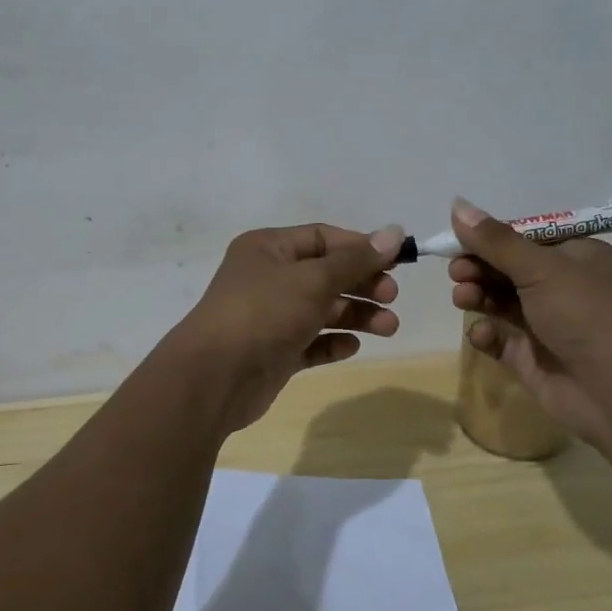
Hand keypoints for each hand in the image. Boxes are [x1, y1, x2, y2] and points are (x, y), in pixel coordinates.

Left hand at [165, 223, 405, 430]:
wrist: (215, 377)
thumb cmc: (264, 313)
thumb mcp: (314, 279)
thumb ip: (356, 260)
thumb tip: (395, 233)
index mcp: (269, 248)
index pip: (323, 237)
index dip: (360, 247)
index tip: (397, 262)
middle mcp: (268, 278)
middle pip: (326, 274)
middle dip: (362, 284)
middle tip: (392, 297)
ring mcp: (270, 317)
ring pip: (322, 310)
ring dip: (356, 316)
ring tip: (388, 328)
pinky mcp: (274, 352)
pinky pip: (310, 342)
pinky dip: (332, 343)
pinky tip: (351, 347)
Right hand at [445, 197, 611, 448]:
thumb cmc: (586, 314)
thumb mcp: (541, 267)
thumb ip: (495, 240)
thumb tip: (457, 204)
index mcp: (577, 257)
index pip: (526, 238)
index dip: (490, 238)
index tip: (458, 240)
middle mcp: (564, 287)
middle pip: (509, 269)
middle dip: (479, 267)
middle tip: (457, 272)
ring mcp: (548, 324)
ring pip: (500, 301)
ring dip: (477, 295)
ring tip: (462, 298)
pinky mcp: (532, 357)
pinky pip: (500, 338)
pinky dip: (486, 333)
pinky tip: (482, 334)